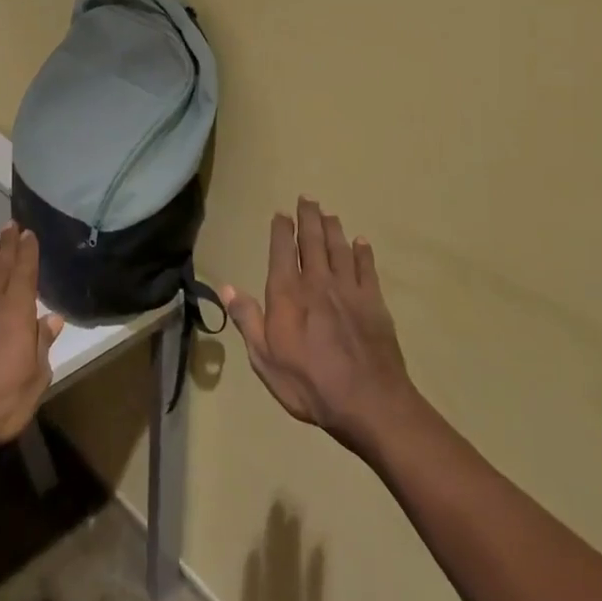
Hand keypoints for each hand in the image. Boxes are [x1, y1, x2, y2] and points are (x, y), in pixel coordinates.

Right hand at [224, 198, 413, 455]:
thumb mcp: (265, 358)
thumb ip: (247, 319)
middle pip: (312, 241)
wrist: (368, 402)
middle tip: (307, 198)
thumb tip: (226, 287)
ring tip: (329, 213)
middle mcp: (318, 283)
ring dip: (333, 229)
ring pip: (339, 249)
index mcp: (288, 295)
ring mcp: (349, 290)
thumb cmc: (309, 384)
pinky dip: (363, 253)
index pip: (281, 252)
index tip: (280, 214)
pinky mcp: (375, 303)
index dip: (281, 231)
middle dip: (308, 218)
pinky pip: (367, 269)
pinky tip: (361, 242)